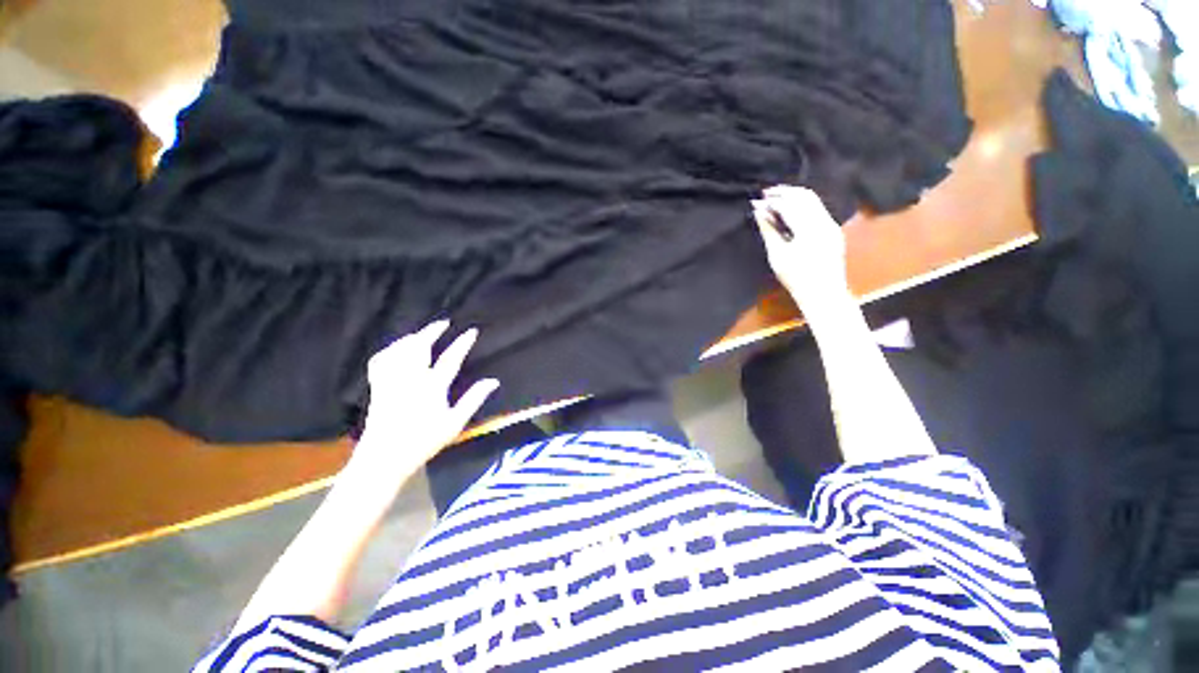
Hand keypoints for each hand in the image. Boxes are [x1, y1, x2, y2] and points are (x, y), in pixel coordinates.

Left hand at [350, 320, 499, 480]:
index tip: (471, 331)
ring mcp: (392, 381)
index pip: (450, 359)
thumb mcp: (455, 423)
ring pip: (399, 350)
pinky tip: (395, 348)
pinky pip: (380, 361)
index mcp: (432, 387)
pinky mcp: (378, 387)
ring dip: (412, 337)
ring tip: (421, 333)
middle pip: (420, 347)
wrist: (384, 458)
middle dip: (432, 331)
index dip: (462, 343)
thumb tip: (493, 381)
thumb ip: (473, 399)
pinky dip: (389, 350)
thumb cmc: (423, 441)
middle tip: (442, 322)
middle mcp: (411, 379)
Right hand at [752, 185, 851, 316]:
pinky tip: (790, 210)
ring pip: (813, 200)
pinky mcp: (833, 230)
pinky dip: (803, 204)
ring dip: (794, 196)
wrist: (823, 292)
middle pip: (804, 196)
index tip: (757, 201)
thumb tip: (758, 213)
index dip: (772, 201)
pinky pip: (818, 209)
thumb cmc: (795, 277)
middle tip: (765, 193)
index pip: (789, 205)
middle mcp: (824, 222)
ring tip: (776, 198)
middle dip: (784, 192)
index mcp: (809, 229)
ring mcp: (831, 225)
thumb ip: (768, 230)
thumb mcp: (777, 255)